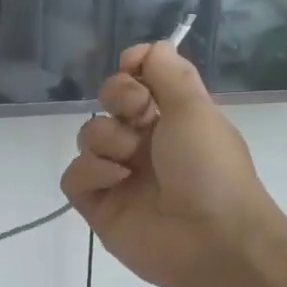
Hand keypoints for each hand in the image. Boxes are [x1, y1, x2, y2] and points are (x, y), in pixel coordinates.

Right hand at [59, 42, 281, 286]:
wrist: (212, 238)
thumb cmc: (209, 168)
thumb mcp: (196, 109)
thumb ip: (170, 72)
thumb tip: (148, 48)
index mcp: (172, 119)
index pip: (138, 80)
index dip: (132, 71)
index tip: (133, 68)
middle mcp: (144, 143)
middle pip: (108, 103)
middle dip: (117, 98)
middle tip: (138, 115)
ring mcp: (119, 176)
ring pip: (88, 137)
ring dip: (107, 140)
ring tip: (130, 161)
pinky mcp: (99, 206)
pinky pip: (74, 177)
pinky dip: (91, 173)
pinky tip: (116, 181)